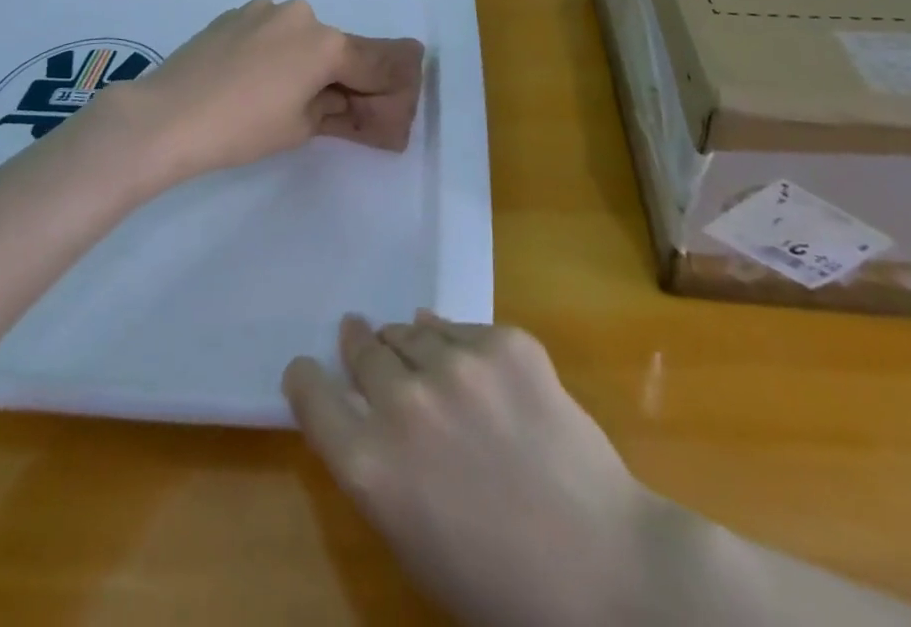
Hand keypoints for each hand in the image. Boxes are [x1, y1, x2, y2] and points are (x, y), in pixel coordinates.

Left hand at [104, 0, 424, 182]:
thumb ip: (332, 107)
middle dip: (339, 73)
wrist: (167, 115)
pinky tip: (250, 78)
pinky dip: (272, 50)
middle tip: (332, 105)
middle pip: (334, 46)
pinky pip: (268, 31)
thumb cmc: (243, 128)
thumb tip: (340, 99)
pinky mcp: (232, 14)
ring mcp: (262, 9)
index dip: (385, 85)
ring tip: (279, 93)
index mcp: (325, 42)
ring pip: (299, 36)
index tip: (391, 100)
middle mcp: (300, 14)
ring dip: (302, 59)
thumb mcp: (299, 126)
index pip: (373, 62)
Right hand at [284, 314, 650, 626]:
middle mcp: (404, 403)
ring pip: (409, 330)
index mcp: (371, 466)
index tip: (307, 369)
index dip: (306, 378)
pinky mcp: (505, 342)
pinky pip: (461, 328)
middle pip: (361, 349)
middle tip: (361, 339)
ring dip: (407, 343)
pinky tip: (469, 361)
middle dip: (358, 346)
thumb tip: (373, 405)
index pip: (311, 397)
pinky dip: (457, 342)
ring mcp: (457, 365)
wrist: (605, 570)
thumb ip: (380, 469)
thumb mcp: (413, 540)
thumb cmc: (498, 583)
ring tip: (417, 351)